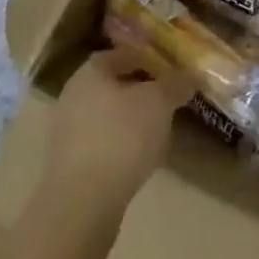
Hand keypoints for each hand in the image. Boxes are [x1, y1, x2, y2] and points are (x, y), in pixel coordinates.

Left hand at [39, 46, 191, 227]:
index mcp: (90, 73)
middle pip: (113, 85)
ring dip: (131, 120)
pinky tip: (140, 158)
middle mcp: (72, 96)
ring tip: (159, 130)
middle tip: (168, 99)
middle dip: (141, 90)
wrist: (82, 204)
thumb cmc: (121, 137)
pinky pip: (101, 144)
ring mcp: (66, 133)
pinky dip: (121, 145)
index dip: (148, 58)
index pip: (121, 54)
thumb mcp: (159, 103)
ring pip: (107, 116)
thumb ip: (176, 84)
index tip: (170, 69)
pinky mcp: (68, 166)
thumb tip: (192, 74)